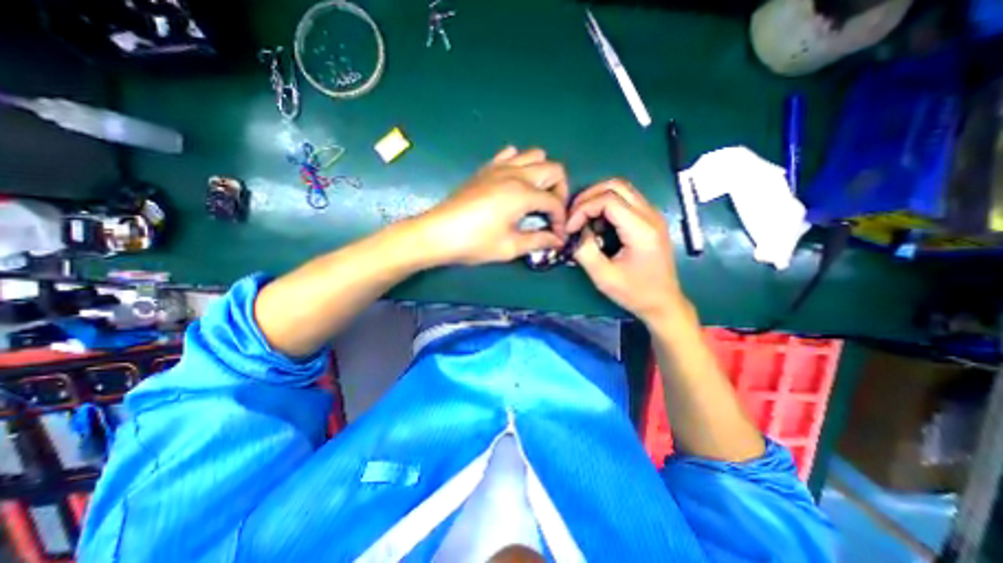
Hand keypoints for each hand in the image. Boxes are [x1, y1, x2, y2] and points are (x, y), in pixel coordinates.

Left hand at [417, 146, 571, 265]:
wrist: (437, 233)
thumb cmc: (474, 242)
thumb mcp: (509, 247)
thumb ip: (538, 241)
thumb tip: (556, 240)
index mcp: (523, 193)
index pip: (554, 202)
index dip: (561, 220)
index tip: (556, 235)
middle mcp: (515, 173)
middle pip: (553, 169)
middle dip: (559, 191)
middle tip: (551, 212)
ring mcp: (499, 167)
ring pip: (534, 155)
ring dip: (543, 174)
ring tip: (536, 196)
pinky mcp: (486, 169)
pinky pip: (510, 155)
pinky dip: (520, 164)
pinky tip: (515, 183)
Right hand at [568, 178, 685, 322]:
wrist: (664, 303)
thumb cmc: (635, 293)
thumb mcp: (604, 277)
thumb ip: (585, 252)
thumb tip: (575, 233)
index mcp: (641, 229)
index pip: (608, 199)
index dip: (583, 209)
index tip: (570, 228)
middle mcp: (650, 216)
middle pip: (616, 185)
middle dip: (588, 197)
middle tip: (573, 216)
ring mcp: (652, 216)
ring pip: (621, 190)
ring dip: (597, 199)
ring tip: (582, 220)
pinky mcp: (649, 221)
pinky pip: (625, 201)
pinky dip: (606, 207)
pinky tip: (598, 226)